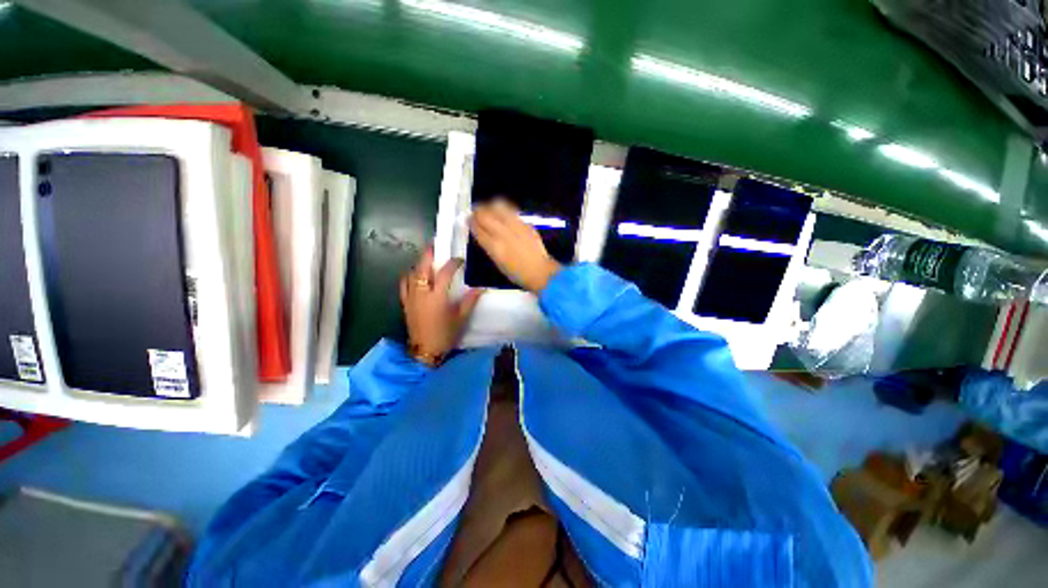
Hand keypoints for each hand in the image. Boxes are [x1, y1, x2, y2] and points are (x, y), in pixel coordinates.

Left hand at [400, 246, 482, 363]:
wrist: (425, 351)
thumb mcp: (461, 318)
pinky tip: (415, 274)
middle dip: (429, 254)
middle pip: (423, 267)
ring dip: (420, 264)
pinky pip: (404, 285)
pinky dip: (409, 276)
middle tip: (436, 245)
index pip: (445, 273)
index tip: (461, 260)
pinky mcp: (406, 303)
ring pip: (412, 274)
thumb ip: (470, 301)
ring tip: (428, 259)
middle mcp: (422, 293)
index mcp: (437, 296)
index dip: (453, 263)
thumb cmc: (445, 335)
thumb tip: (481, 288)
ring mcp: (411, 297)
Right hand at [469, 199, 562, 292]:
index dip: (471, 223)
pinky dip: (503, 210)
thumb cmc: (517, 273)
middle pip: (485, 215)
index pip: (478, 229)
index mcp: (494, 247)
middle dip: (477, 212)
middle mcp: (503, 233)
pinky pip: (511, 211)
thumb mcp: (498, 262)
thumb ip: (488, 246)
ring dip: (489, 207)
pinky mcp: (525, 224)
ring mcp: (516, 226)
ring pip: (498, 207)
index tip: (468, 220)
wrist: (540, 272)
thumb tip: (481, 234)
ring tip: (488, 210)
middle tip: (475, 213)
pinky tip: (502, 215)